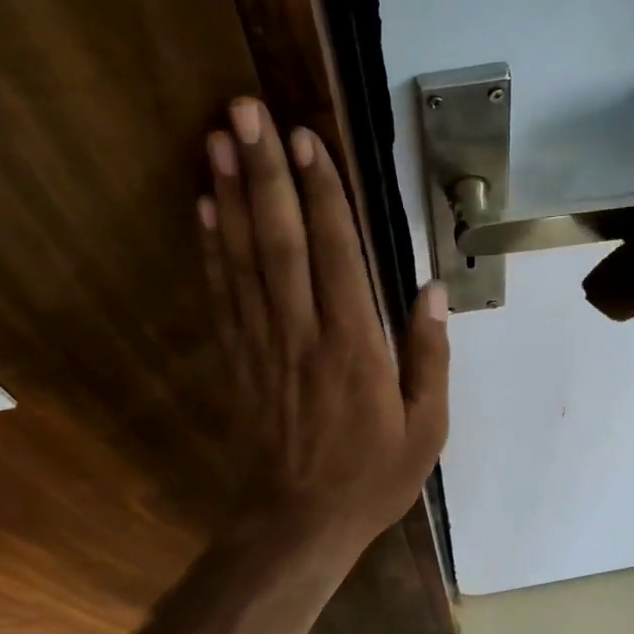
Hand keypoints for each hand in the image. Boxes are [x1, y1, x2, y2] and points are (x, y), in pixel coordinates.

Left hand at [200, 97, 449, 556]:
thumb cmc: (371, 479)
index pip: (338, 255)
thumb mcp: (425, 429)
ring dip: (229, 196)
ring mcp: (263, 346)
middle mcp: (303, 335)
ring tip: (216, 139)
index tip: (306, 138)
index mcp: (355, 348)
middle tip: (245, 109)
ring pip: (243, 259)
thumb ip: (428, 357)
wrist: (297, 525)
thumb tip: (431, 290)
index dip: (322, 194)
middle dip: (264, 172)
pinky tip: (203, 209)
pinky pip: (222, 296)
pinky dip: (211, 249)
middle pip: (281, 242)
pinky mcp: (237, 362)